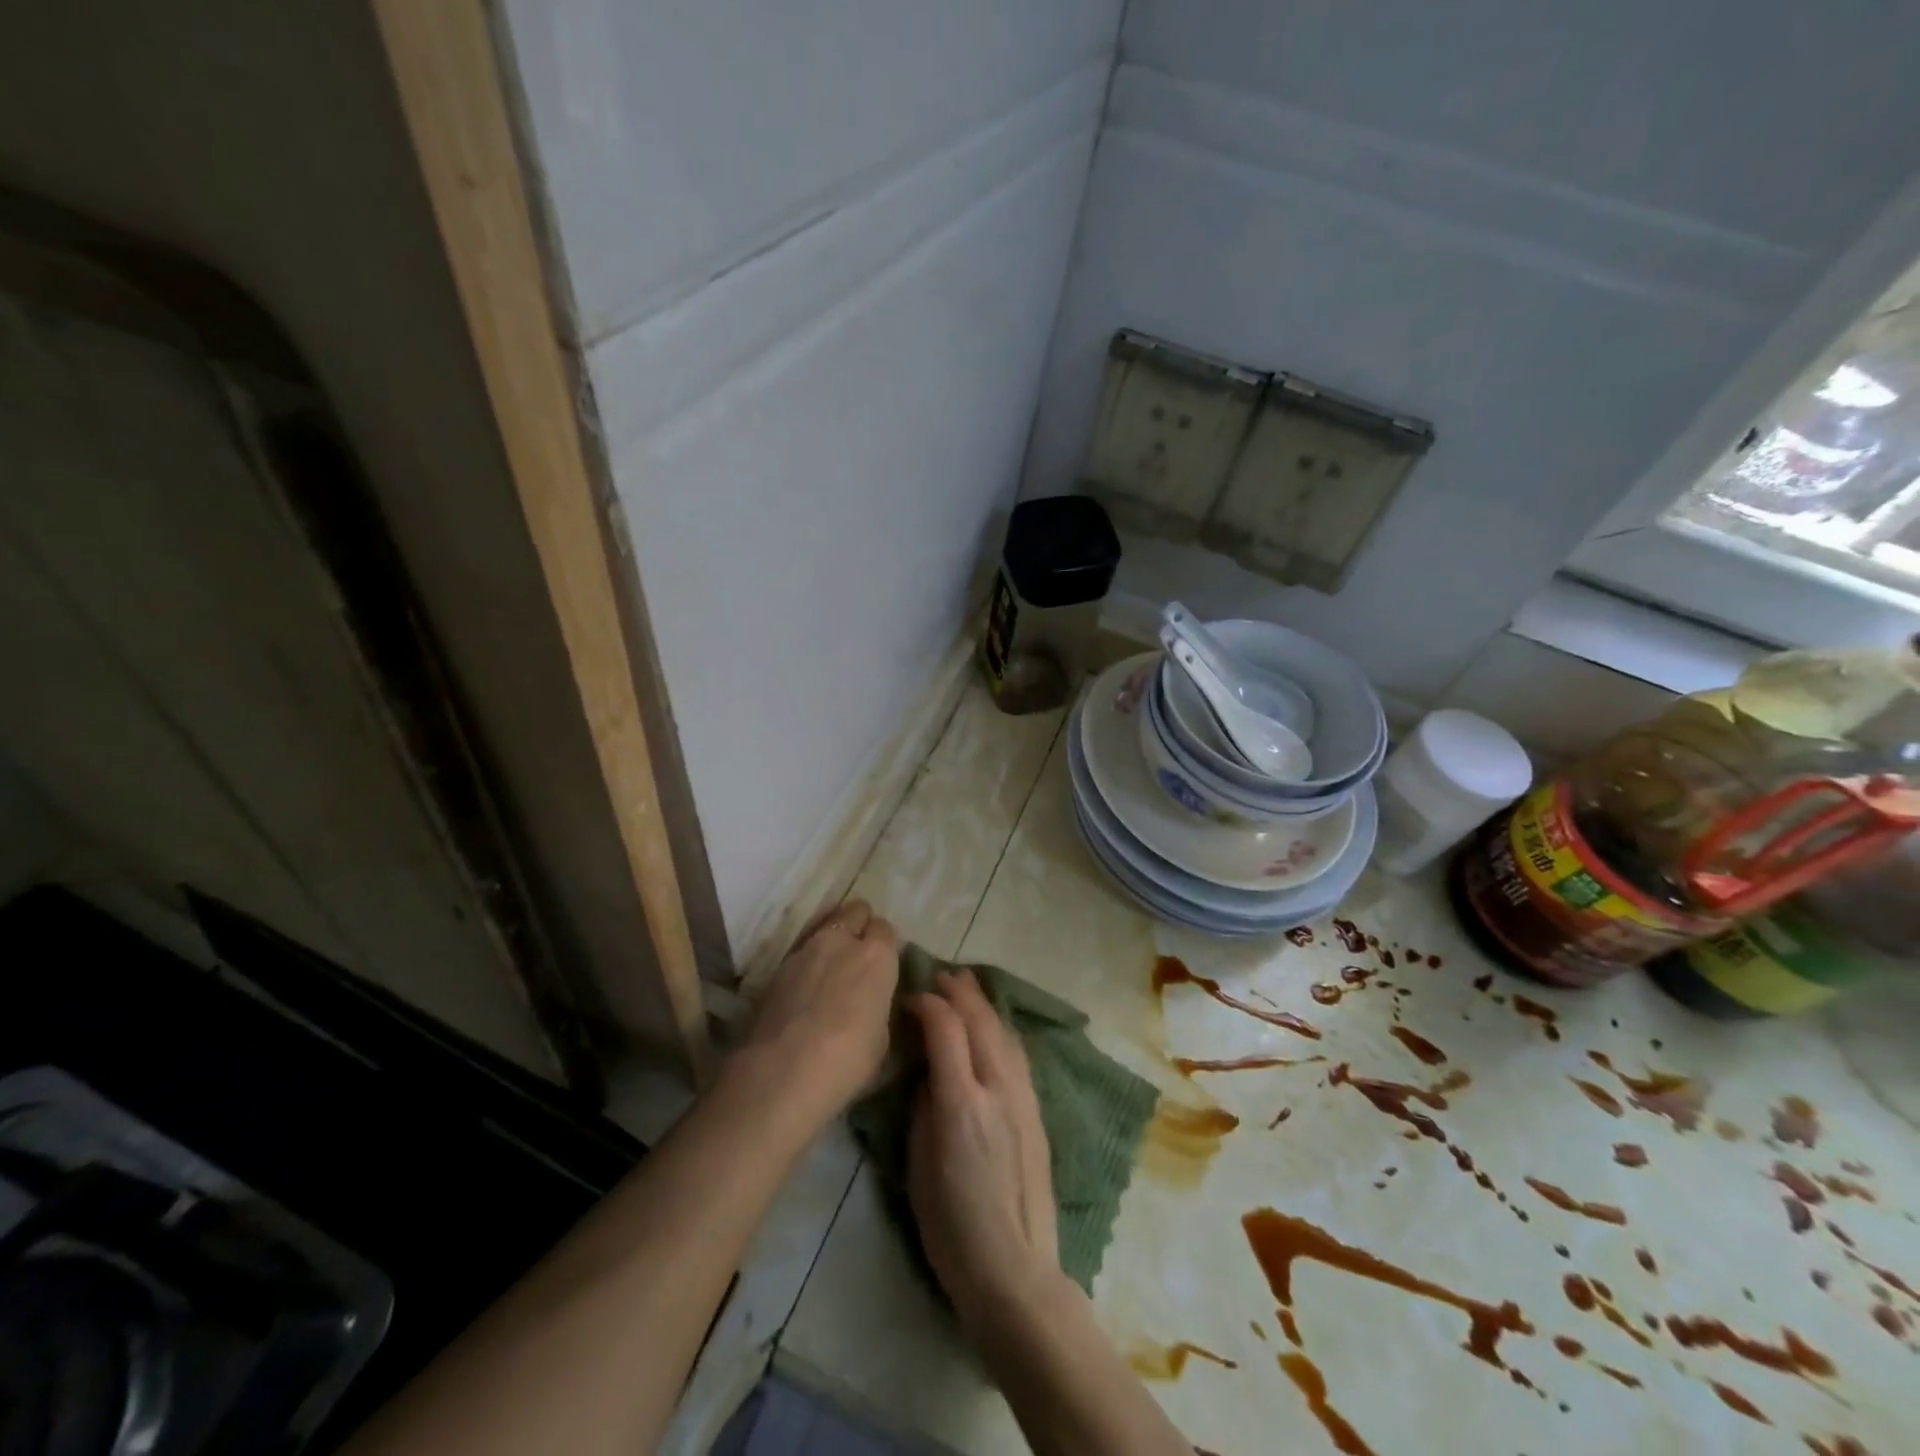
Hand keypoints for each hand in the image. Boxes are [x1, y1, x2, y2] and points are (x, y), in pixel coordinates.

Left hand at [735, 900, 899, 1129]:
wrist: (783, 1071)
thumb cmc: (848, 1059)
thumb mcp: (882, 1035)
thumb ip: (878, 1003)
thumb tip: (871, 999)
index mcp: (877, 955)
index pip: (886, 928)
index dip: (885, 944)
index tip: (884, 964)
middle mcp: (841, 941)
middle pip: (855, 911)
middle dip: (859, 925)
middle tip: (859, 954)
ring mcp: (805, 950)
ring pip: (824, 927)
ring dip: (831, 941)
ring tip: (829, 970)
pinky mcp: (777, 967)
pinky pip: (801, 952)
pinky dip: (807, 962)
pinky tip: (805, 988)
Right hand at [907, 971, 1061, 1330]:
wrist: (1015, 1270)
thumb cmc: (952, 1227)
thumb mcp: (919, 1165)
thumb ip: (925, 1107)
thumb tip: (930, 1071)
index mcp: (961, 1102)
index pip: (946, 1028)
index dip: (926, 1004)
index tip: (909, 1000)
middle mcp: (997, 1088)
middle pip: (980, 1020)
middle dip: (958, 991)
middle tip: (939, 976)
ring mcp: (1023, 1097)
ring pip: (1003, 1031)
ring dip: (982, 1003)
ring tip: (966, 986)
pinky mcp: (1037, 1110)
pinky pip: (1017, 1053)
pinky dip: (1000, 1028)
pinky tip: (993, 1025)